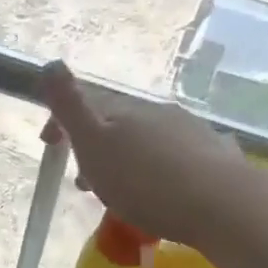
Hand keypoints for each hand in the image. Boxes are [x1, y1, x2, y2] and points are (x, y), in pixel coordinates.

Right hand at [38, 60, 255, 248]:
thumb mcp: (95, 146)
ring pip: (147, 141)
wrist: (219, 204)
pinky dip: (160, 170)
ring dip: (128, 160)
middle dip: (97, 148)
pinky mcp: (214, 155)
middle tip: (85, 183)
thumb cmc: (146, 183)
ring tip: (122, 193)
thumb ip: (71, 107)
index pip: (86, 104)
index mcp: (123, 111)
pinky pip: (177, 157)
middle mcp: (156, 112)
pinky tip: (164, 192)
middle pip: (117, 125)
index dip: (62, 121)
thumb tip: (49, 63)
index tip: (48, 145)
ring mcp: (189, 130)